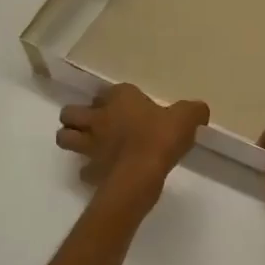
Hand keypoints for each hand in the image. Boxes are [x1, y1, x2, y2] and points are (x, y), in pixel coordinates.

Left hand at [56, 84, 208, 189]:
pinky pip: (83, 169)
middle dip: (77, 116)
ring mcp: (90, 144)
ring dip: (72, 138)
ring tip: (87, 143)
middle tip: (95, 123)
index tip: (126, 107)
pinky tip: (101, 172)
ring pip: (65, 136)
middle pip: (71, 112)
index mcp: (120, 98)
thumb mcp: (187, 117)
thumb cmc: (161, 137)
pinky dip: (88, 170)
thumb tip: (200, 111)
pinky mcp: (90, 170)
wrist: (141, 173)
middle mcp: (99, 117)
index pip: (108, 91)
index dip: (113, 98)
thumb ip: (193, 111)